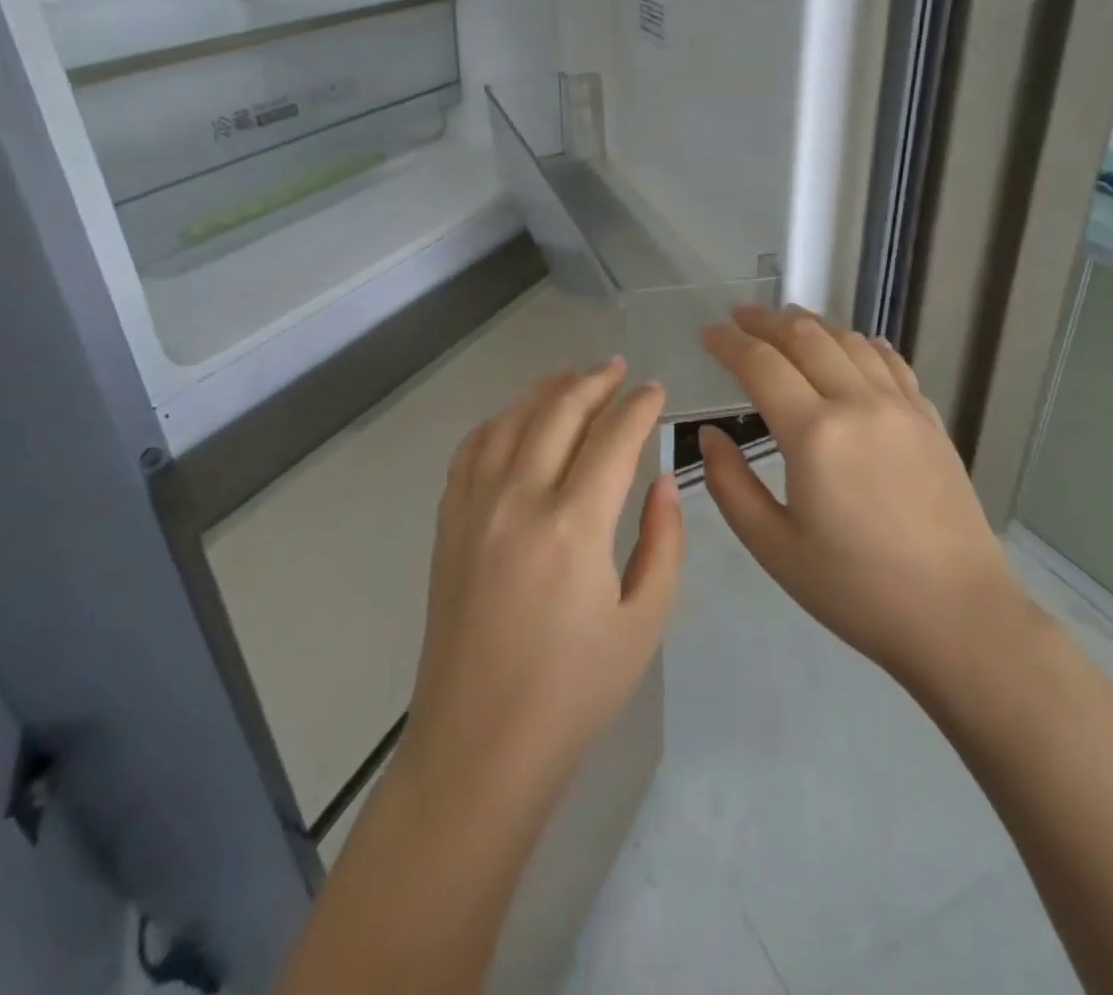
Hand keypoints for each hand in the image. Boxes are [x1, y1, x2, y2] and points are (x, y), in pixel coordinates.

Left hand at [403, 359, 683, 806]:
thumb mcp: (643, 623)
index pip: (613, 438)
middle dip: (593, 382)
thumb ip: (662, 542)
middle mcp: (519, 500)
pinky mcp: (449, 524)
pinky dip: (499, 421)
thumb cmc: (573, 692)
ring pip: (511, 421)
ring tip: (571, 377)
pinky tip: (516, 419)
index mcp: (574, 526)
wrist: (479, 745)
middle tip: (617, 368)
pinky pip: (472, 450)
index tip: (656, 390)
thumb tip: (661, 480)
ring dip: (545, 391)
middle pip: (558, 413)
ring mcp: (475, 508)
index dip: (639, 407)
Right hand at [698, 305, 1019, 687]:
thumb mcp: (774, 547)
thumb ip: (730, 484)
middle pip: (806, 338)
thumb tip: (710, 436)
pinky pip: (891, 363)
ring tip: (786, 321)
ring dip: (812, 324)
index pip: (761, 365)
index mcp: (815, 434)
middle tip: (738, 316)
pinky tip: (853, 344)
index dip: (728, 343)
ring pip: (850, 341)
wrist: (958, 618)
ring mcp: (901, 408)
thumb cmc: (855, 590)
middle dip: (765, 320)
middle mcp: (859, 404)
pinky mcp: (930, 421)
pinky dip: (863, 343)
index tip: (707, 333)